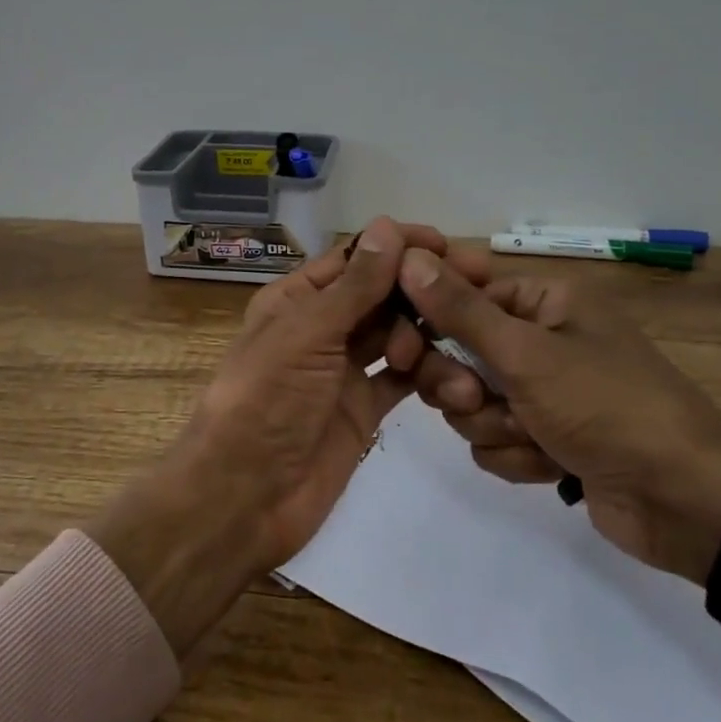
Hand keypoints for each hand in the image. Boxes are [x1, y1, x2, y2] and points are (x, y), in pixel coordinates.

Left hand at [89, 218, 468, 656]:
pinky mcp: (363, 409)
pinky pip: (404, 380)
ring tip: (455, 351)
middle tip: (475, 287)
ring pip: (398, 336)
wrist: (245, 496)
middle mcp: (322, 327)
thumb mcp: (307, 334)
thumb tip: (388, 225)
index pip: (355, 258)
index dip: (399, 247)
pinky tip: (457, 382)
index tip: (448, 245)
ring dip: (428, 337)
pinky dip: (429, 377)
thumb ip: (354, 285)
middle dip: (422, 289)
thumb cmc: (266, 400)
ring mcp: (344, 369)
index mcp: (296, 299)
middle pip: (381, 294)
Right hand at [395, 250, 720, 587]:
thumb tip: (407, 258)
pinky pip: (493, 439)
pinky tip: (552, 465)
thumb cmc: (608, 406)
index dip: (429, 317)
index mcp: (544, 301)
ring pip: (469, 402)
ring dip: (493, 424)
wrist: (688, 503)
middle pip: (456, 352)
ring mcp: (542, 392)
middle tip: (474, 396)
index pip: (461, 293)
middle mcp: (540, 339)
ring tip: (534, 437)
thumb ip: (460, 310)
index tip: (406, 343)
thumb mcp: (527, 354)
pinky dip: (515, 456)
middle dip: (462, 385)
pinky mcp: (544, 439)